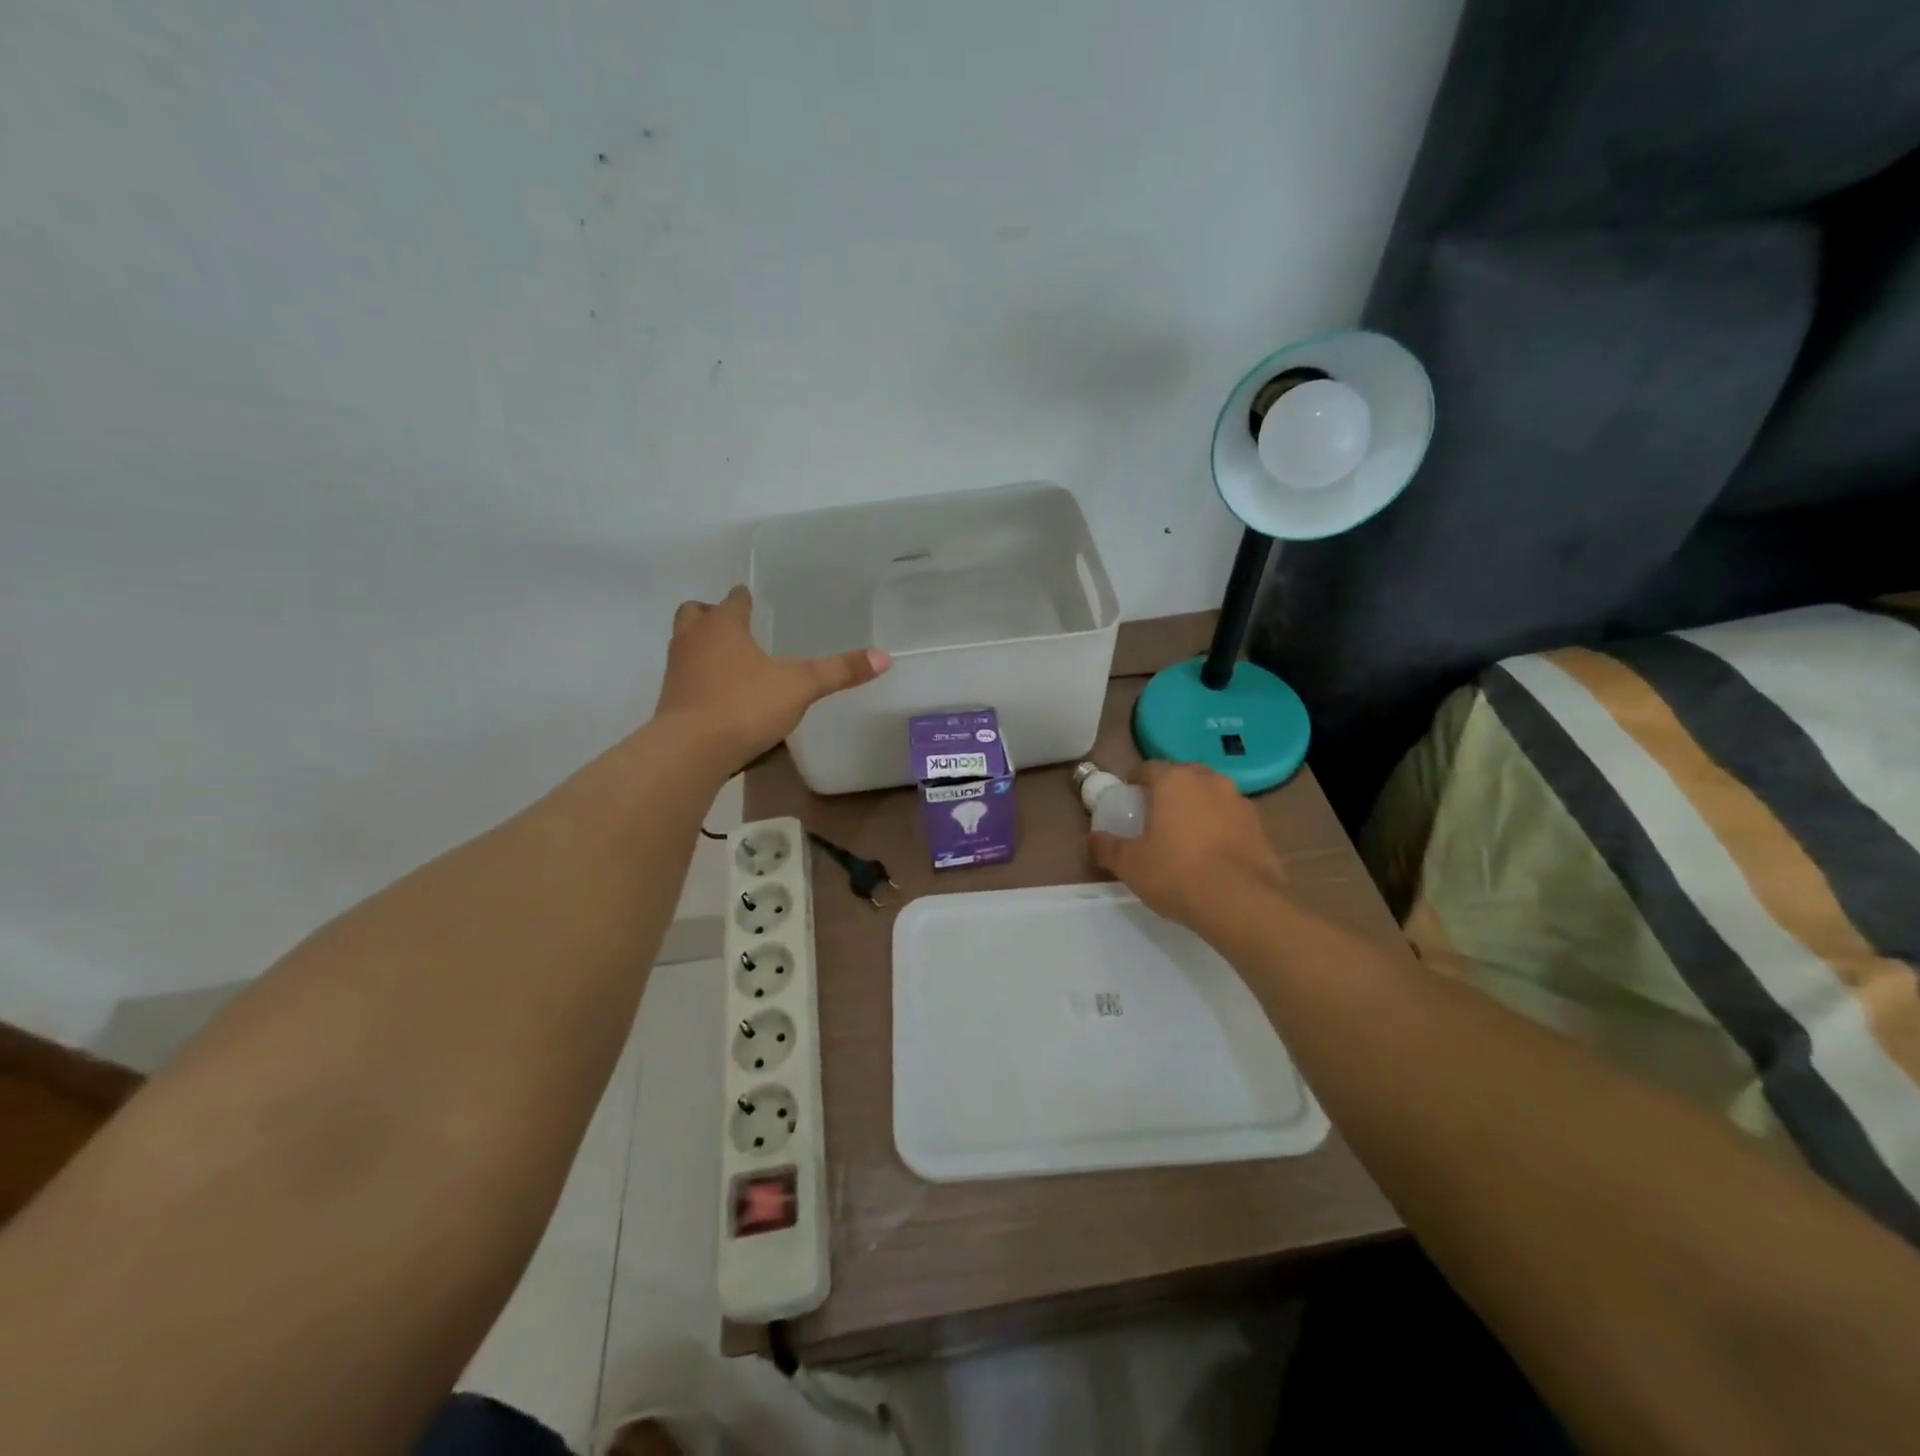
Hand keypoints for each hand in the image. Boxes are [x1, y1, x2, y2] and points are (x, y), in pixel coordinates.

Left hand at [655, 586, 889, 768]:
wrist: (690, 750)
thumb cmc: (745, 705)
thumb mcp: (800, 686)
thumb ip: (839, 671)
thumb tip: (884, 656)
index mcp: (723, 626)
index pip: (733, 600)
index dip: (743, 599)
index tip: (752, 601)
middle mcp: (693, 640)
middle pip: (695, 613)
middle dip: (712, 615)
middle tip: (736, 628)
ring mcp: (677, 671)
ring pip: (686, 644)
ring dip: (703, 646)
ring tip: (730, 661)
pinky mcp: (670, 702)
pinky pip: (685, 678)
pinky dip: (700, 678)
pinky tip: (721, 696)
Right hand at [1088, 761, 1286, 932]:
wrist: (1243, 903)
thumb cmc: (1177, 874)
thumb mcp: (1130, 865)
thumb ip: (1106, 847)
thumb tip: (1091, 840)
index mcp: (1174, 780)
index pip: (1148, 768)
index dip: (1135, 783)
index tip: (1129, 804)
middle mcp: (1209, 780)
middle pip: (1182, 778)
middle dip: (1168, 793)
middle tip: (1155, 820)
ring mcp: (1239, 801)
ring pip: (1210, 796)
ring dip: (1197, 809)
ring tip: (1186, 840)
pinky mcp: (1261, 826)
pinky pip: (1231, 818)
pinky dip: (1220, 828)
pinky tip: (1212, 856)